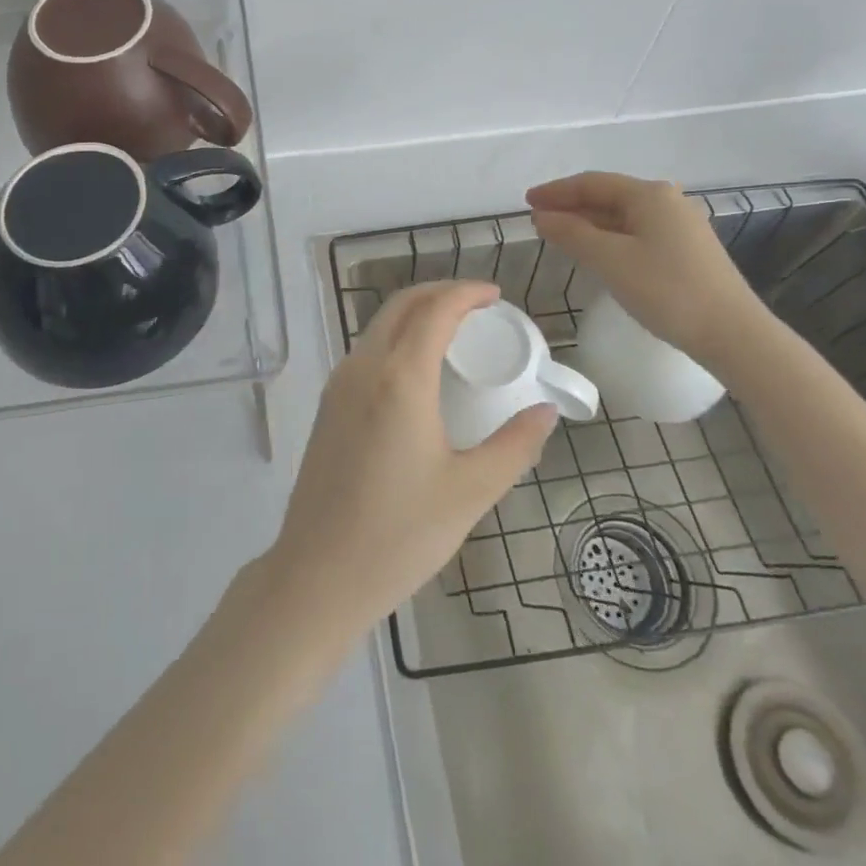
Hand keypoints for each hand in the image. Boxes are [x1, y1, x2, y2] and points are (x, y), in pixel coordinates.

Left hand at [265, 282, 558, 642]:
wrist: (319, 573)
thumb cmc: (400, 534)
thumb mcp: (470, 492)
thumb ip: (514, 446)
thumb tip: (546, 412)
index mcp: (399, 378)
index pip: (435, 310)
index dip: (466, 293)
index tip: (495, 295)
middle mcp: (363, 367)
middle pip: (401, 305)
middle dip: (440, 293)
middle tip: (478, 306)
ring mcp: (338, 384)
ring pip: (379, 325)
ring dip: (415, 313)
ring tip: (453, 331)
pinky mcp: (328, 404)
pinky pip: (366, 350)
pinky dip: (395, 337)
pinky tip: (417, 367)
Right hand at [527, 171, 766, 360]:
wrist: (732, 333)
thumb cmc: (666, 289)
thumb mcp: (609, 259)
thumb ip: (571, 233)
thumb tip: (541, 216)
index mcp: (649, 194)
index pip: (592, 183)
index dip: (556, 191)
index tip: (526, 202)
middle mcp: (667, 201)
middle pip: (608, 196)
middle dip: (571, 206)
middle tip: (538, 220)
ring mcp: (680, 226)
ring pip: (623, 216)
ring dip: (588, 223)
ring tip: (559, 235)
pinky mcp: (687, 250)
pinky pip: (637, 233)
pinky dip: (609, 237)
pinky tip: (596, 252)